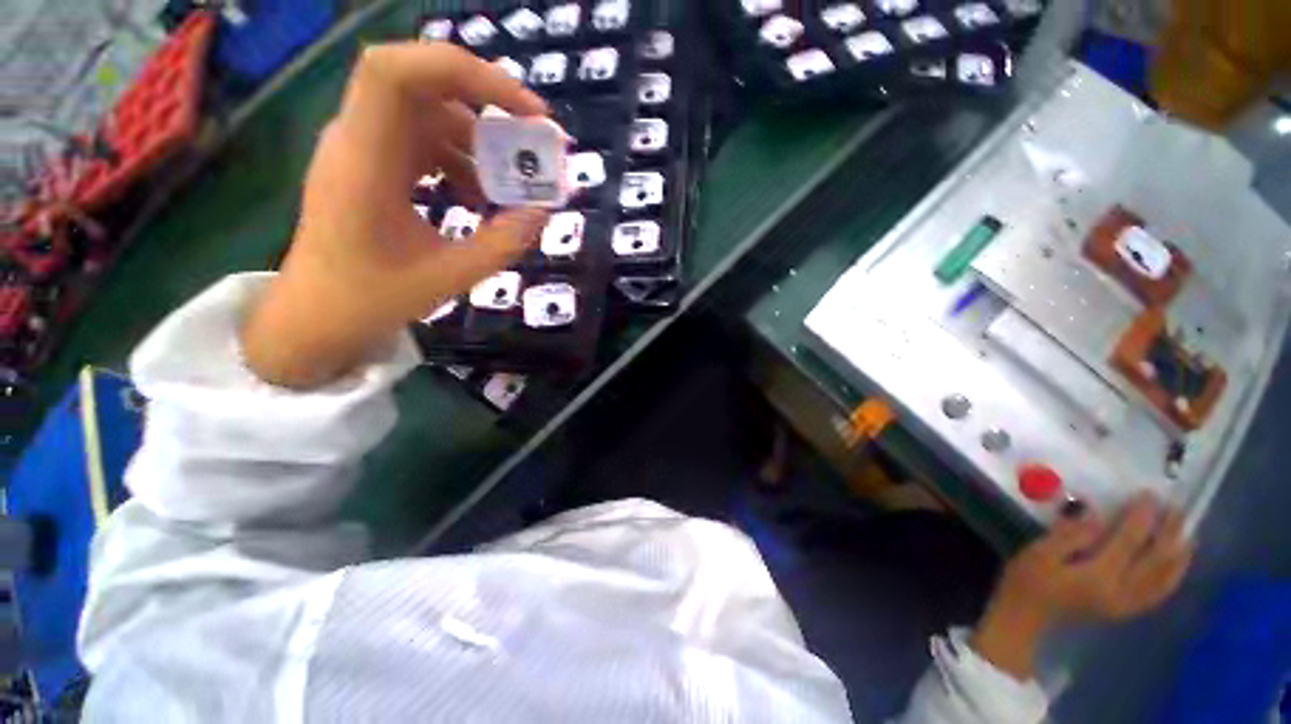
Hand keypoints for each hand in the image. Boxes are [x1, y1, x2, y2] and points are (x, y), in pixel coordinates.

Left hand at [242, 42, 550, 387]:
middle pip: (424, 85)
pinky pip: (424, 141)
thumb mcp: (450, 276)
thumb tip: (543, 211)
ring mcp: (365, 149)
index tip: (523, 109)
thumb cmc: (372, 298)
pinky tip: (478, 199)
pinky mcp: (374, 164)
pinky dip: (461, 161)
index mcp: (364, 161)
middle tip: (532, 140)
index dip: (465, 72)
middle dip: (487, 105)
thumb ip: (503, 243)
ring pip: (430, 113)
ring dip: (479, 143)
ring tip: (507, 189)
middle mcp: (359, 139)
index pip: (399, 72)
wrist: (318, 315)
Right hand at [971, 493, 1193, 678]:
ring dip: (1178, 557)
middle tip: (1177, 510)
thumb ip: (1069, 535)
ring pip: (1164, 580)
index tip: (1150, 495)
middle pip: (1155, 561)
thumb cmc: (1027, 579)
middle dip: (1169, 534)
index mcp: (1098, 576)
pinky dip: (1172, 578)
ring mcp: (1126, 604)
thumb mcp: (1039, 552)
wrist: (1025, 615)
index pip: (1129, 541)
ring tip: (1187, 536)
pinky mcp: (1124, 610)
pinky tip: (1176, 566)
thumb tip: (1096, 516)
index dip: (1142, 517)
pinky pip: (1157, 594)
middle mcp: (1121, 592)